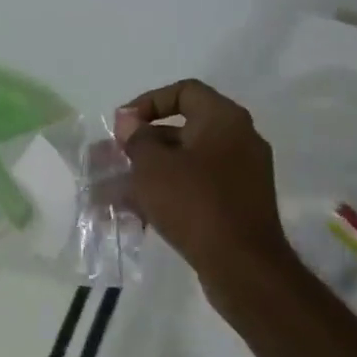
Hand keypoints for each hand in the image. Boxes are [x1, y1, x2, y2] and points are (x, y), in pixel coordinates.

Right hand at [115, 80, 292, 279]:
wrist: (242, 265)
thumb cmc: (194, 202)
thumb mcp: (152, 165)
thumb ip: (136, 138)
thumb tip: (129, 121)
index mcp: (224, 120)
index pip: (184, 91)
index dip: (148, 102)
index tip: (123, 125)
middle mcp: (239, 140)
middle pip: (183, 128)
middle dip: (142, 142)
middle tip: (114, 157)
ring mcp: (241, 173)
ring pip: (185, 161)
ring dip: (149, 170)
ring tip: (114, 188)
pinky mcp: (237, 203)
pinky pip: (196, 186)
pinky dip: (167, 191)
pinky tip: (137, 210)